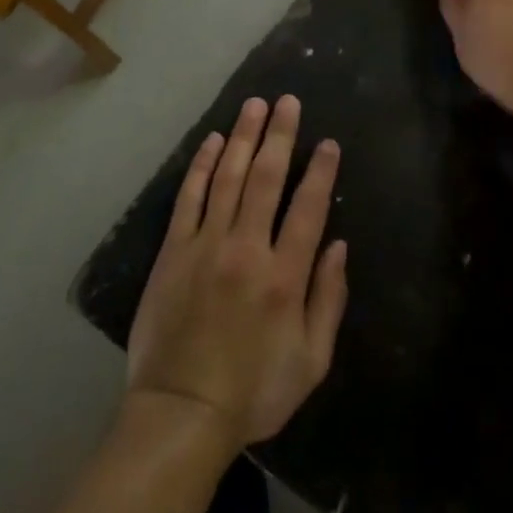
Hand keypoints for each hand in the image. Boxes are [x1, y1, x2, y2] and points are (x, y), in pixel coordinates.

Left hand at [127, 96, 348, 447]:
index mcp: (285, 276)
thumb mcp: (312, 360)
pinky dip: (202, 166)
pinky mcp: (173, 251)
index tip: (328, 143)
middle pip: (267, 179)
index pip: (308, 208)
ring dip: (244, 138)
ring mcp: (205, 245)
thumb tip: (339, 246)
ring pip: (228, 178)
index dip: (320, 172)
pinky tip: (214, 142)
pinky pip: (189, 198)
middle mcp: (246, 248)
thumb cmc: (254, 392)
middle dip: (280, 136)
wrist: (181, 411)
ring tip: (254, 106)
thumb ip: (329, 299)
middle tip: (288, 102)